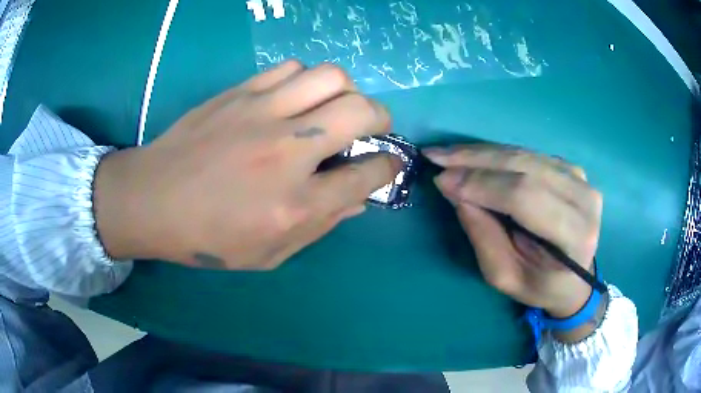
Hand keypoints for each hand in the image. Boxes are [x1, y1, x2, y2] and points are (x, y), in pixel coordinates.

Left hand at [94, 61, 400, 269]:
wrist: (151, 200)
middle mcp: (287, 152)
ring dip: (345, 92)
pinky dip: (305, 81)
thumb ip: (321, 226)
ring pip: (331, 77)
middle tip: (372, 127)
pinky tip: (294, 98)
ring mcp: (262, 113)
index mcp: (296, 205)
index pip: (368, 175)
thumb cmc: (207, 238)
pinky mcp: (240, 92)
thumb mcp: (269, 253)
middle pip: (361, 111)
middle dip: (381, 117)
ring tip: (332, 107)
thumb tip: (359, 199)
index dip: (388, 167)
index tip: (388, 163)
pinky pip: (291, 68)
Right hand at [424, 145, 602, 318]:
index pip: (525, 197)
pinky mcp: (571, 168)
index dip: (481, 185)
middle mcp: (584, 198)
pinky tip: (473, 156)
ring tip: (449, 154)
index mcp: (575, 235)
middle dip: (475, 160)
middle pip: (525, 167)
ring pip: (525, 154)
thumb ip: (483, 237)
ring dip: (482, 153)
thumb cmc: (541, 286)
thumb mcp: (505, 277)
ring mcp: (580, 178)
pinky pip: (529, 154)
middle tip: (436, 157)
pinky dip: (498, 153)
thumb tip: (456, 192)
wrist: (575, 278)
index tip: (442, 180)